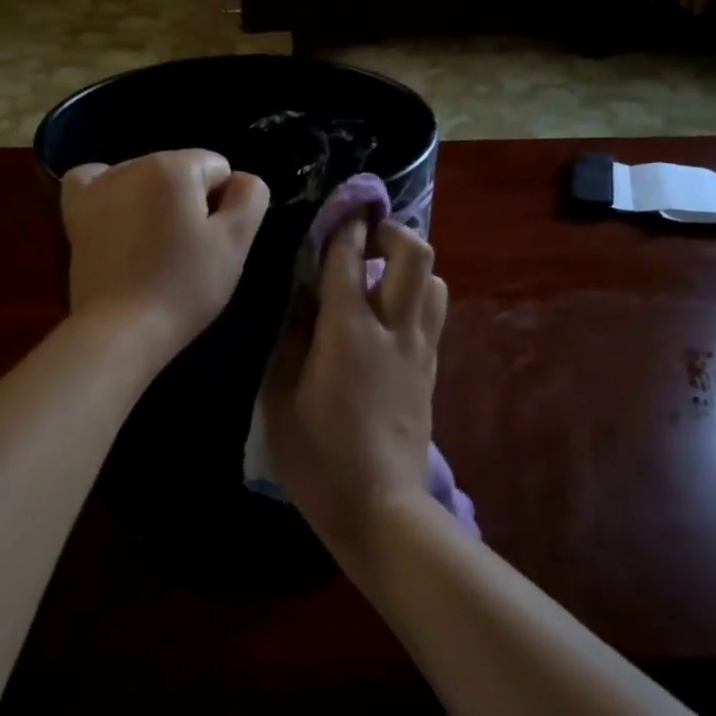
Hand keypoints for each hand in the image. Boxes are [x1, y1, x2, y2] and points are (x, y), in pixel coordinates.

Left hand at [60, 150, 269, 364]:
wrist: (121, 329)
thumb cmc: (185, 286)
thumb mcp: (235, 242)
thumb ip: (251, 197)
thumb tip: (240, 179)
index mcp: (175, 167)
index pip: (219, 169)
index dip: (224, 205)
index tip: (212, 240)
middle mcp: (134, 164)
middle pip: (181, 171)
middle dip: (189, 201)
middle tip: (186, 250)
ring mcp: (99, 186)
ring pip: (145, 178)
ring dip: (154, 201)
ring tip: (152, 248)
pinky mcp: (76, 211)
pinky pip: (94, 180)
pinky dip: (109, 191)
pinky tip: (117, 216)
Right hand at [262, 216, 447, 570]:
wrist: (381, 507)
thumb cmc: (317, 457)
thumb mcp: (280, 398)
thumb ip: (290, 340)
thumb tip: (300, 299)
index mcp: (348, 331)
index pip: (350, 258)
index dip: (345, 225)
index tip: (339, 208)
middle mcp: (393, 330)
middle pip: (415, 254)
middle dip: (392, 231)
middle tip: (366, 237)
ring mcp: (419, 351)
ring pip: (435, 282)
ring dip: (410, 266)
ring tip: (381, 277)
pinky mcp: (431, 372)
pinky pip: (434, 316)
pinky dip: (417, 298)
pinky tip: (391, 317)